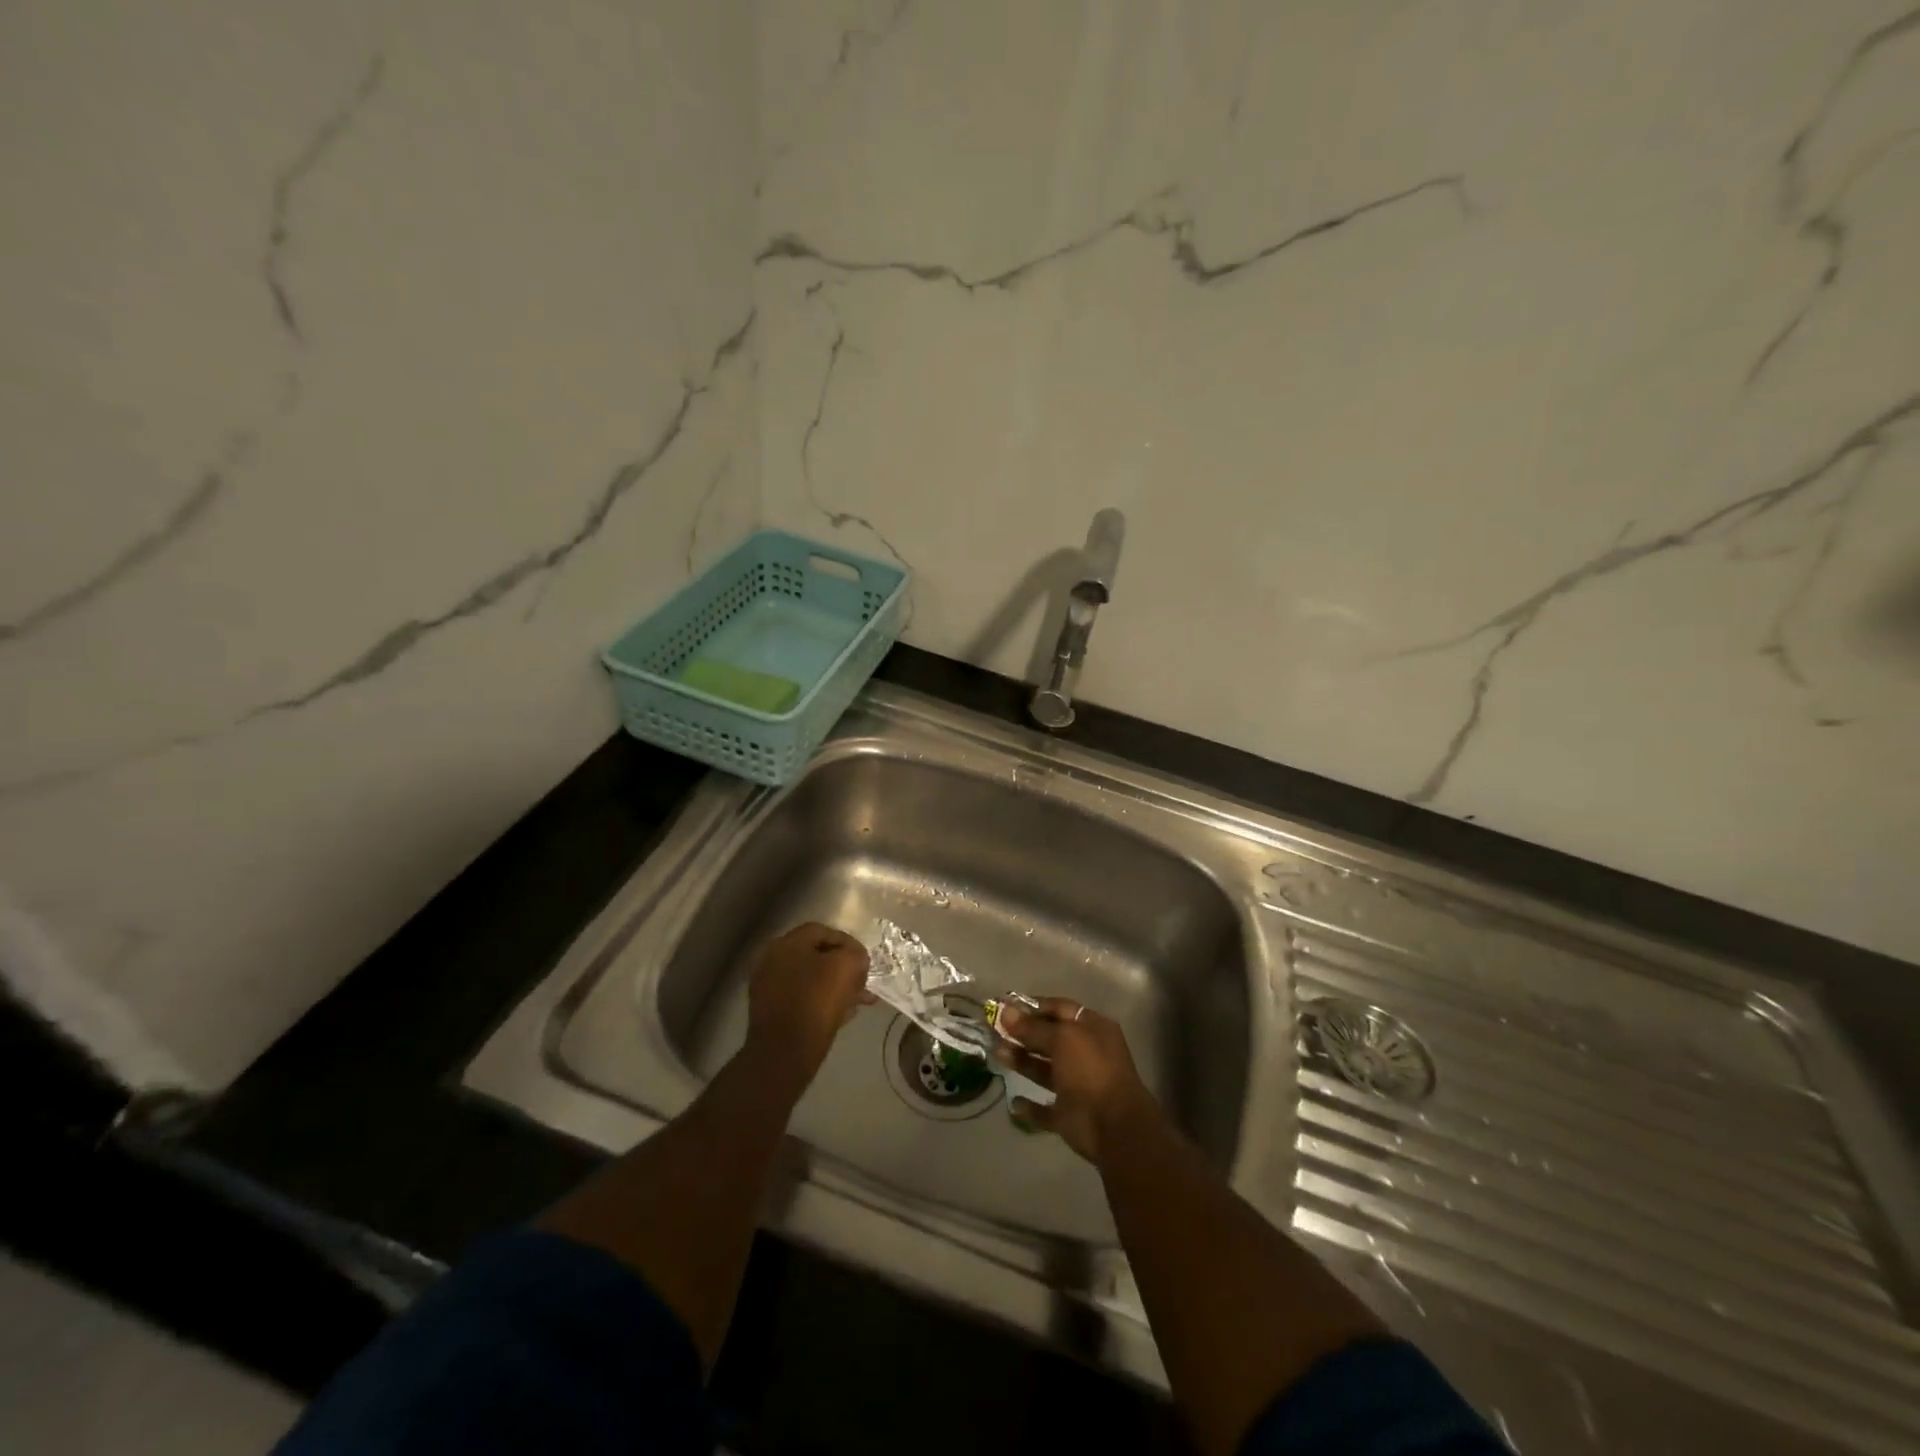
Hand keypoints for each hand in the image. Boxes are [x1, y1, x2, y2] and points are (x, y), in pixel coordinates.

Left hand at [745, 923, 872, 1083]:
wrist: (785, 1053)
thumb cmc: (817, 1001)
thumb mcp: (847, 967)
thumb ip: (856, 954)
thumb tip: (856, 959)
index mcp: (787, 944)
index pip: (823, 931)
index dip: (848, 943)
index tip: (864, 960)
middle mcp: (773, 960)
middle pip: (816, 956)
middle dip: (843, 967)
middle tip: (863, 981)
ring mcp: (768, 987)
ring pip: (811, 980)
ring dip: (836, 986)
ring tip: (859, 1001)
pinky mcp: (771, 1013)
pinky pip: (803, 999)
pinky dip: (822, 1003)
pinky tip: (843, 1015)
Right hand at [993, 999, 1159, 1164]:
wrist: (1114, 1127)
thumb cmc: (1090, 1071)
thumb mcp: (1063, 1039)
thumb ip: (1033, 1027)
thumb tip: (1005, 1011)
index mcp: (1092, 1029)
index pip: (1059, 1009)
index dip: (1033, 1006)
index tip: (1005, 1006)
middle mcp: (1086, 1054)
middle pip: (1050, 1039)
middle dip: (1023, 1034)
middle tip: (993, 1030)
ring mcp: (1078, 1086)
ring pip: (1045, 1071)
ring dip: (1022, 1062)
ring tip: (996, 1054)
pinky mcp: (1069, 1115)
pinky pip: (1045, 1109)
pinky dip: (1030, 1107)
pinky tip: (1014, 1102)